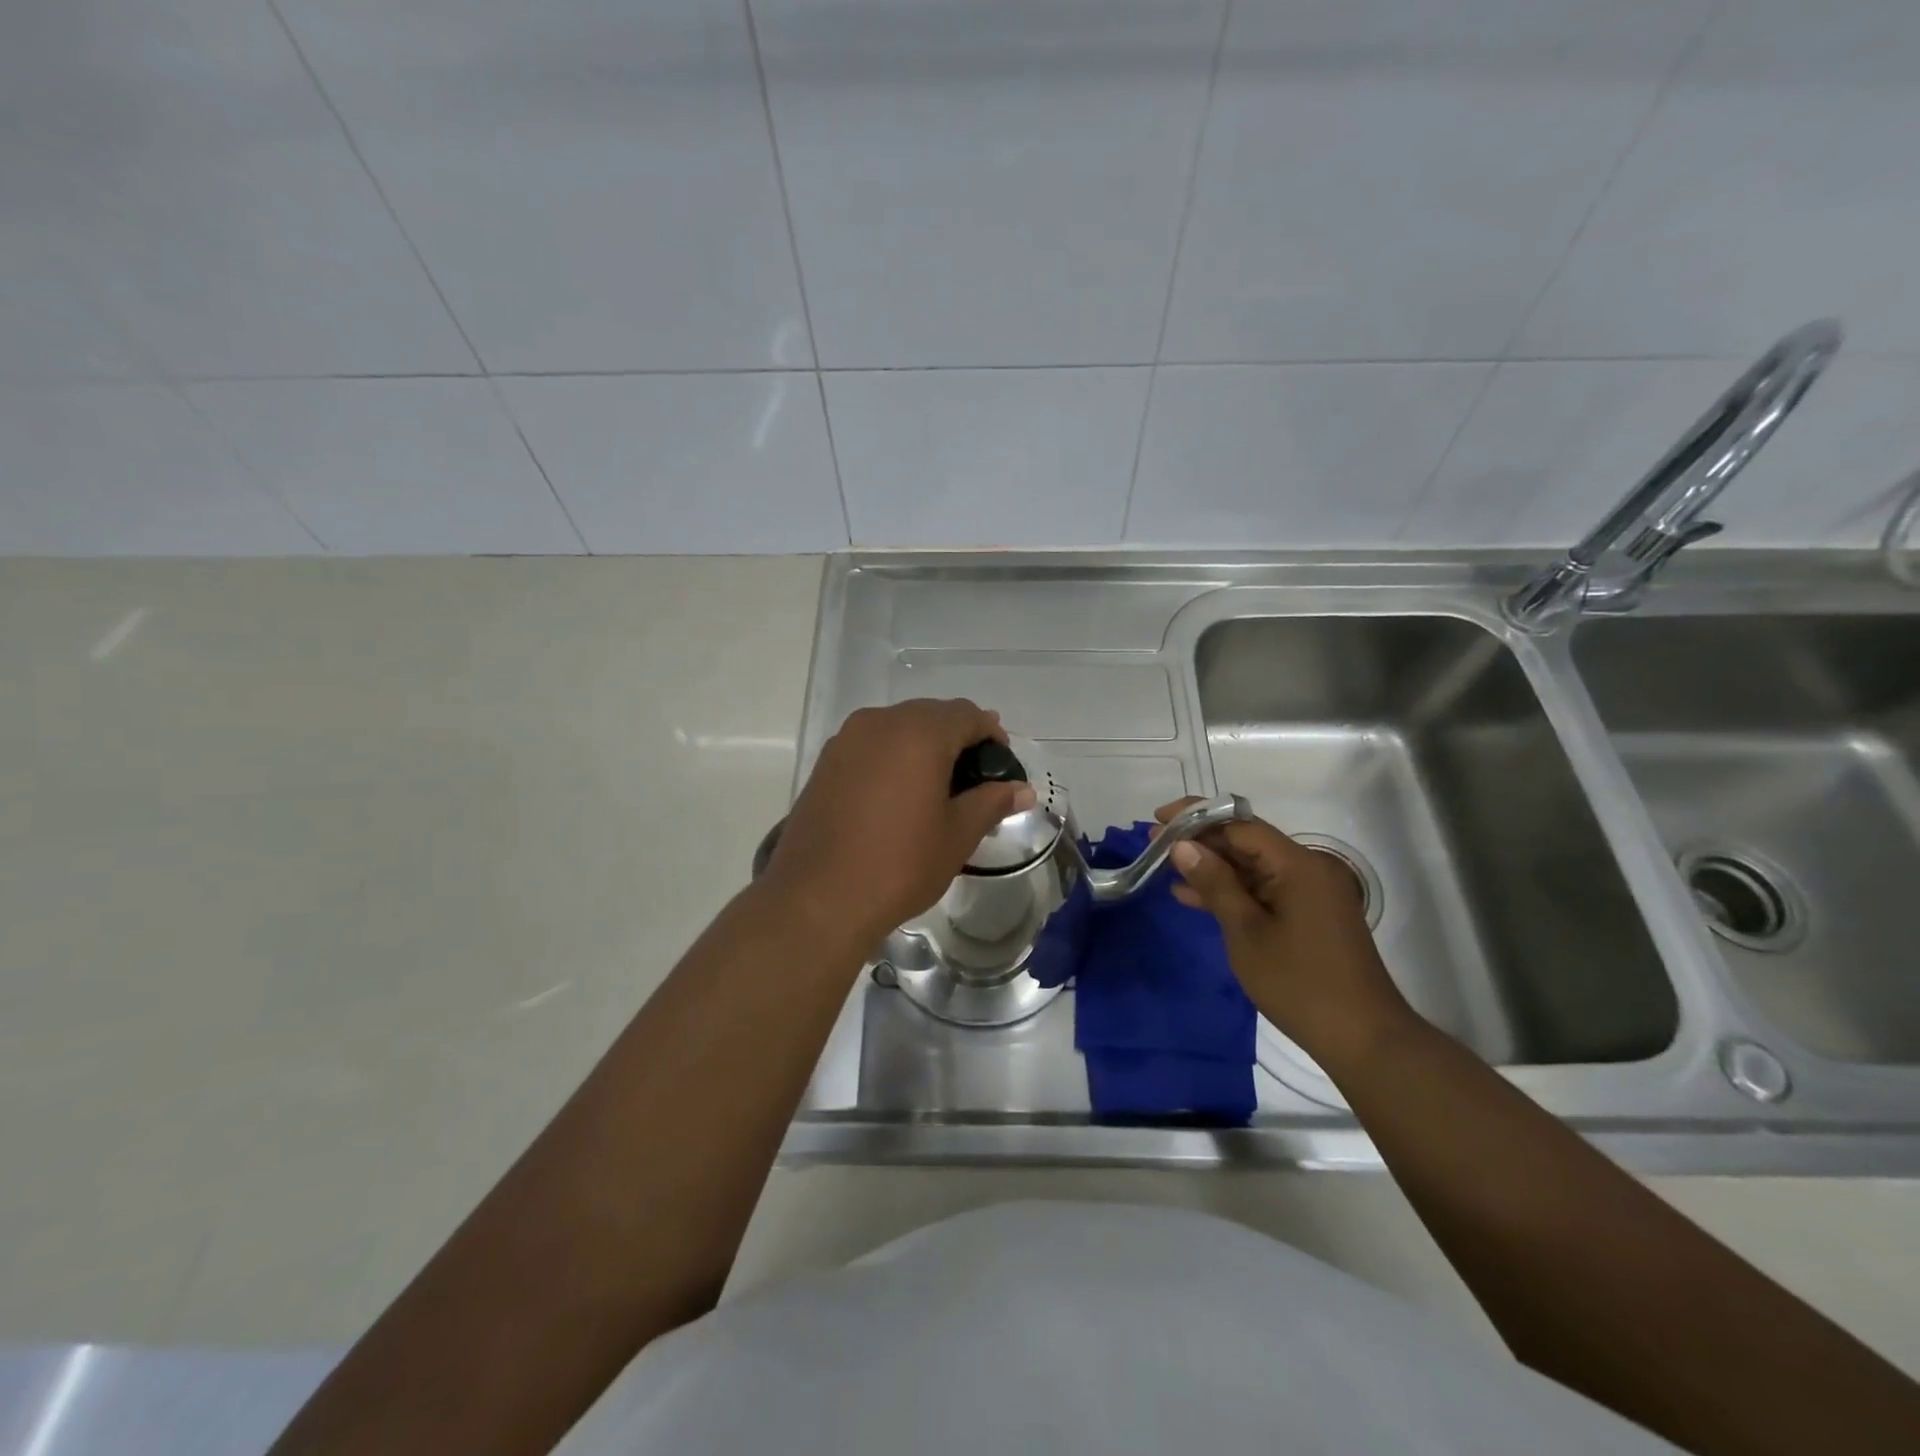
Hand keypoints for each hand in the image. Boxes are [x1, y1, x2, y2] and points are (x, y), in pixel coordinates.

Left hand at [763, 699, 1034, 956]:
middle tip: (974, 777)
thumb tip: (1022, 789)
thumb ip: (991, 803)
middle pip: (931, 715)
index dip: (990, 734)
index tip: (1001, 765)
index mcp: (919, 733)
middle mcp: (880, 723)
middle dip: (957, 737)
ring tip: (938, 785)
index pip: (966, 714)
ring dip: (923, 745)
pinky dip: (893, 756)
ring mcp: (847, 740)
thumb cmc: (899, 865)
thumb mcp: (956, 836)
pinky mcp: (825, 762)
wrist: (817, 898)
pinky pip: (871, 744)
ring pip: (898, 726)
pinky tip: (899, 792)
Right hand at [1156, 799, 1415, 1071]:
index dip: (1197, 817)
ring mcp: (1311, 892)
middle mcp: (1308, 869)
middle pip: (1246, 842)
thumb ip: (1215, 884)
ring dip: (1212, 868)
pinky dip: (1232, 891)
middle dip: (1201, 842)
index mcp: (1298, 865)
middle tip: (1155, 843)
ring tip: (1165, 868)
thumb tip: (1182, 846)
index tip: (1159, 819)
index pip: (1240, 825)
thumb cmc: (1300, 983)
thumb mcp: (1246, 932)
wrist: (1363, 1039)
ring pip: (1252, 867)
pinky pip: (1264, 889)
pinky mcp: (1309, 914)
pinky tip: (1193, 897)